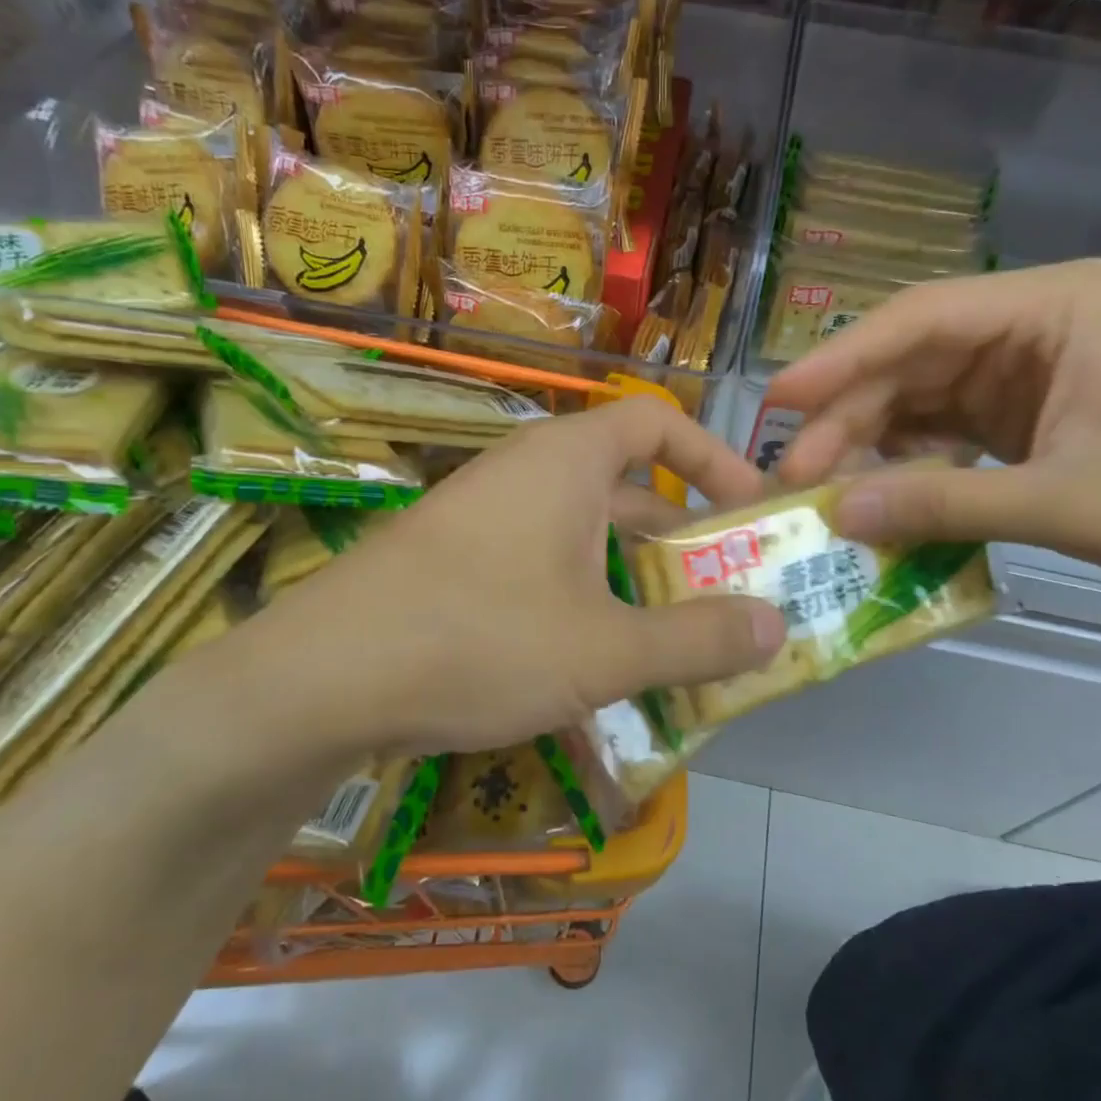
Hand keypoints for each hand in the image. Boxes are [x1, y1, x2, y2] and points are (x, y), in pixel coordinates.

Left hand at [243, 397, 786, 761]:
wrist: (322, 679)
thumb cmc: (479, 640)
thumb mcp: (605, 650)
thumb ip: (698, 638)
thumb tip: (777, 626)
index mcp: (566, 461)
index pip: (657, 422)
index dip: (714, 457)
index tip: (751, 509)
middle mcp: (523, 474)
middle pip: (624, 485)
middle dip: (681, 535)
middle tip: (726, 588)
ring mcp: (482, 517)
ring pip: (581, 534)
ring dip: (632, 577)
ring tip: (673, 635)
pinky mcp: (452, 562)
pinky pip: (540, 565)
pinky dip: (582, 598)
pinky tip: (592, 659)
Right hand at [767, 260, 1100, 577]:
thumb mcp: (1067, 502)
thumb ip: (947, 505)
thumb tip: (838, 514)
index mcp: (1054, 305)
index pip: (924, 317)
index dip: (843, 357)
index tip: (780, 400)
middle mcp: (1027, 321)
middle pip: (909, 357)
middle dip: (848, 415)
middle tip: (795, 474)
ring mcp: (1018, 363)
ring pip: (914, 391)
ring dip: (867, 438)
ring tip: (821, 488)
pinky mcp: (1013, 405)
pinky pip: (936, 422)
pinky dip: (902, 454)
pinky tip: (873, 486)